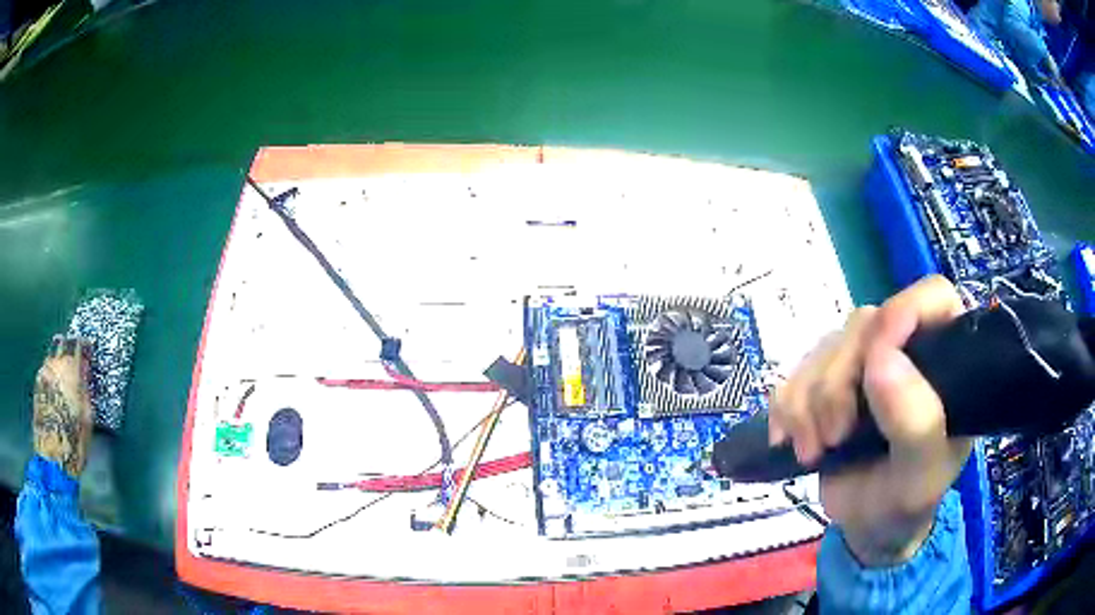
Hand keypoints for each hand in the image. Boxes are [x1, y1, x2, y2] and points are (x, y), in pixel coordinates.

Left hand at [33, 336, 92, 477]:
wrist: (53, 457)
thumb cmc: (74, 439)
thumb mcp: (87, 417)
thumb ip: (85, 390)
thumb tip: (84, 374)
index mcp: (69, 367)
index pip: (77, 347)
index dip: (83, 348)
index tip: (88, 352)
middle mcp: (53, 364)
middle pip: (61, 348)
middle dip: (68, 354)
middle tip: (75, 363)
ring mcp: (42, 374)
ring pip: (51, 359)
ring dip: (58, 365)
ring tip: (65, 377)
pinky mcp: (36, 386)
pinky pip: (46, 373)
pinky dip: (52, 377)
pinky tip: (55, 389)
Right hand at [769, 276, 972, 565]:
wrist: (868, 528)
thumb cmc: (907, 501)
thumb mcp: (921, 477)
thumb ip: (917, 424)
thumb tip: (882, 358)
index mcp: (944, 357)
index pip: (930, 297)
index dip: (902, 315)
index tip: (874, 364)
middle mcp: (905, 348)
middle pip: (863, 325)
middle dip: (838, 384)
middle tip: (834, 438)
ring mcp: (863, 363)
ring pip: (824, 348)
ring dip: (807, 404)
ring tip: (813, 451)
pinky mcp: (828, 381)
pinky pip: (794, 372)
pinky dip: (785, 408)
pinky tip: (791, 441)